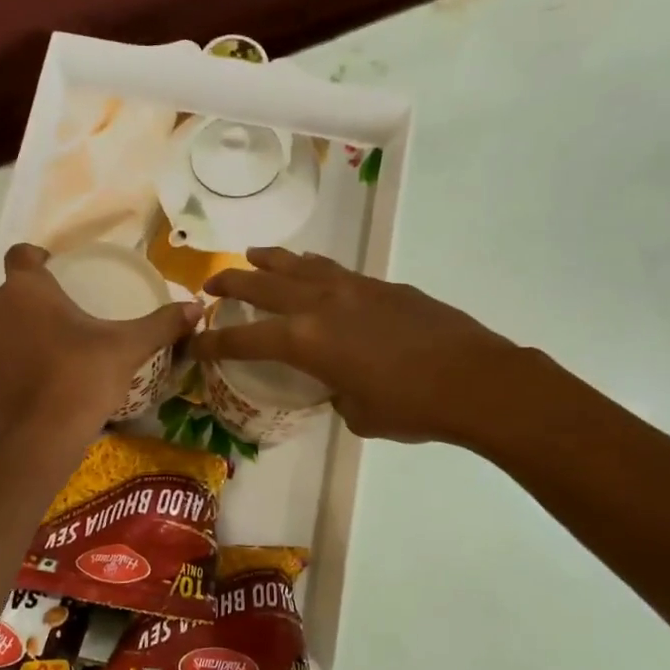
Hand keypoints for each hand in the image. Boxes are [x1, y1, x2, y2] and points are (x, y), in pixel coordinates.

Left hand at [0, 244, 199, 450]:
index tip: (60, 273)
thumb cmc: (82, 378)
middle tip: (66, 319)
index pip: (22, 254)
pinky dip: (8, 364)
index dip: (39, 259)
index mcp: (24, 289)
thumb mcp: (128, 347)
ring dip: (18, 332)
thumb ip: (162, 323)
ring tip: (50, 352)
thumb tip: (196, 308)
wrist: (39, 438)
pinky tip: (36, 381)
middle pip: (10, 293)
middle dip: (33, 302)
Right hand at [191, 247, 515, 443]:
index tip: (193, 342)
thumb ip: (336, 394)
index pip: (245, 339)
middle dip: (231, 284)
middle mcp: (321, 305)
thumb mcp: (358, 413)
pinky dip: (313, 269)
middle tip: (211, 283)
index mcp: (306, 341)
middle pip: (262, 285)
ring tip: (254, 256)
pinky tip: (313, 273)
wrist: (476, 380)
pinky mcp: (382, 285)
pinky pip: (334, 270)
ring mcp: (353, 288)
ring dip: (271, 261)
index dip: (213, 342)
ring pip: (299, 265)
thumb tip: (339, 385)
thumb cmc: (411, 408)